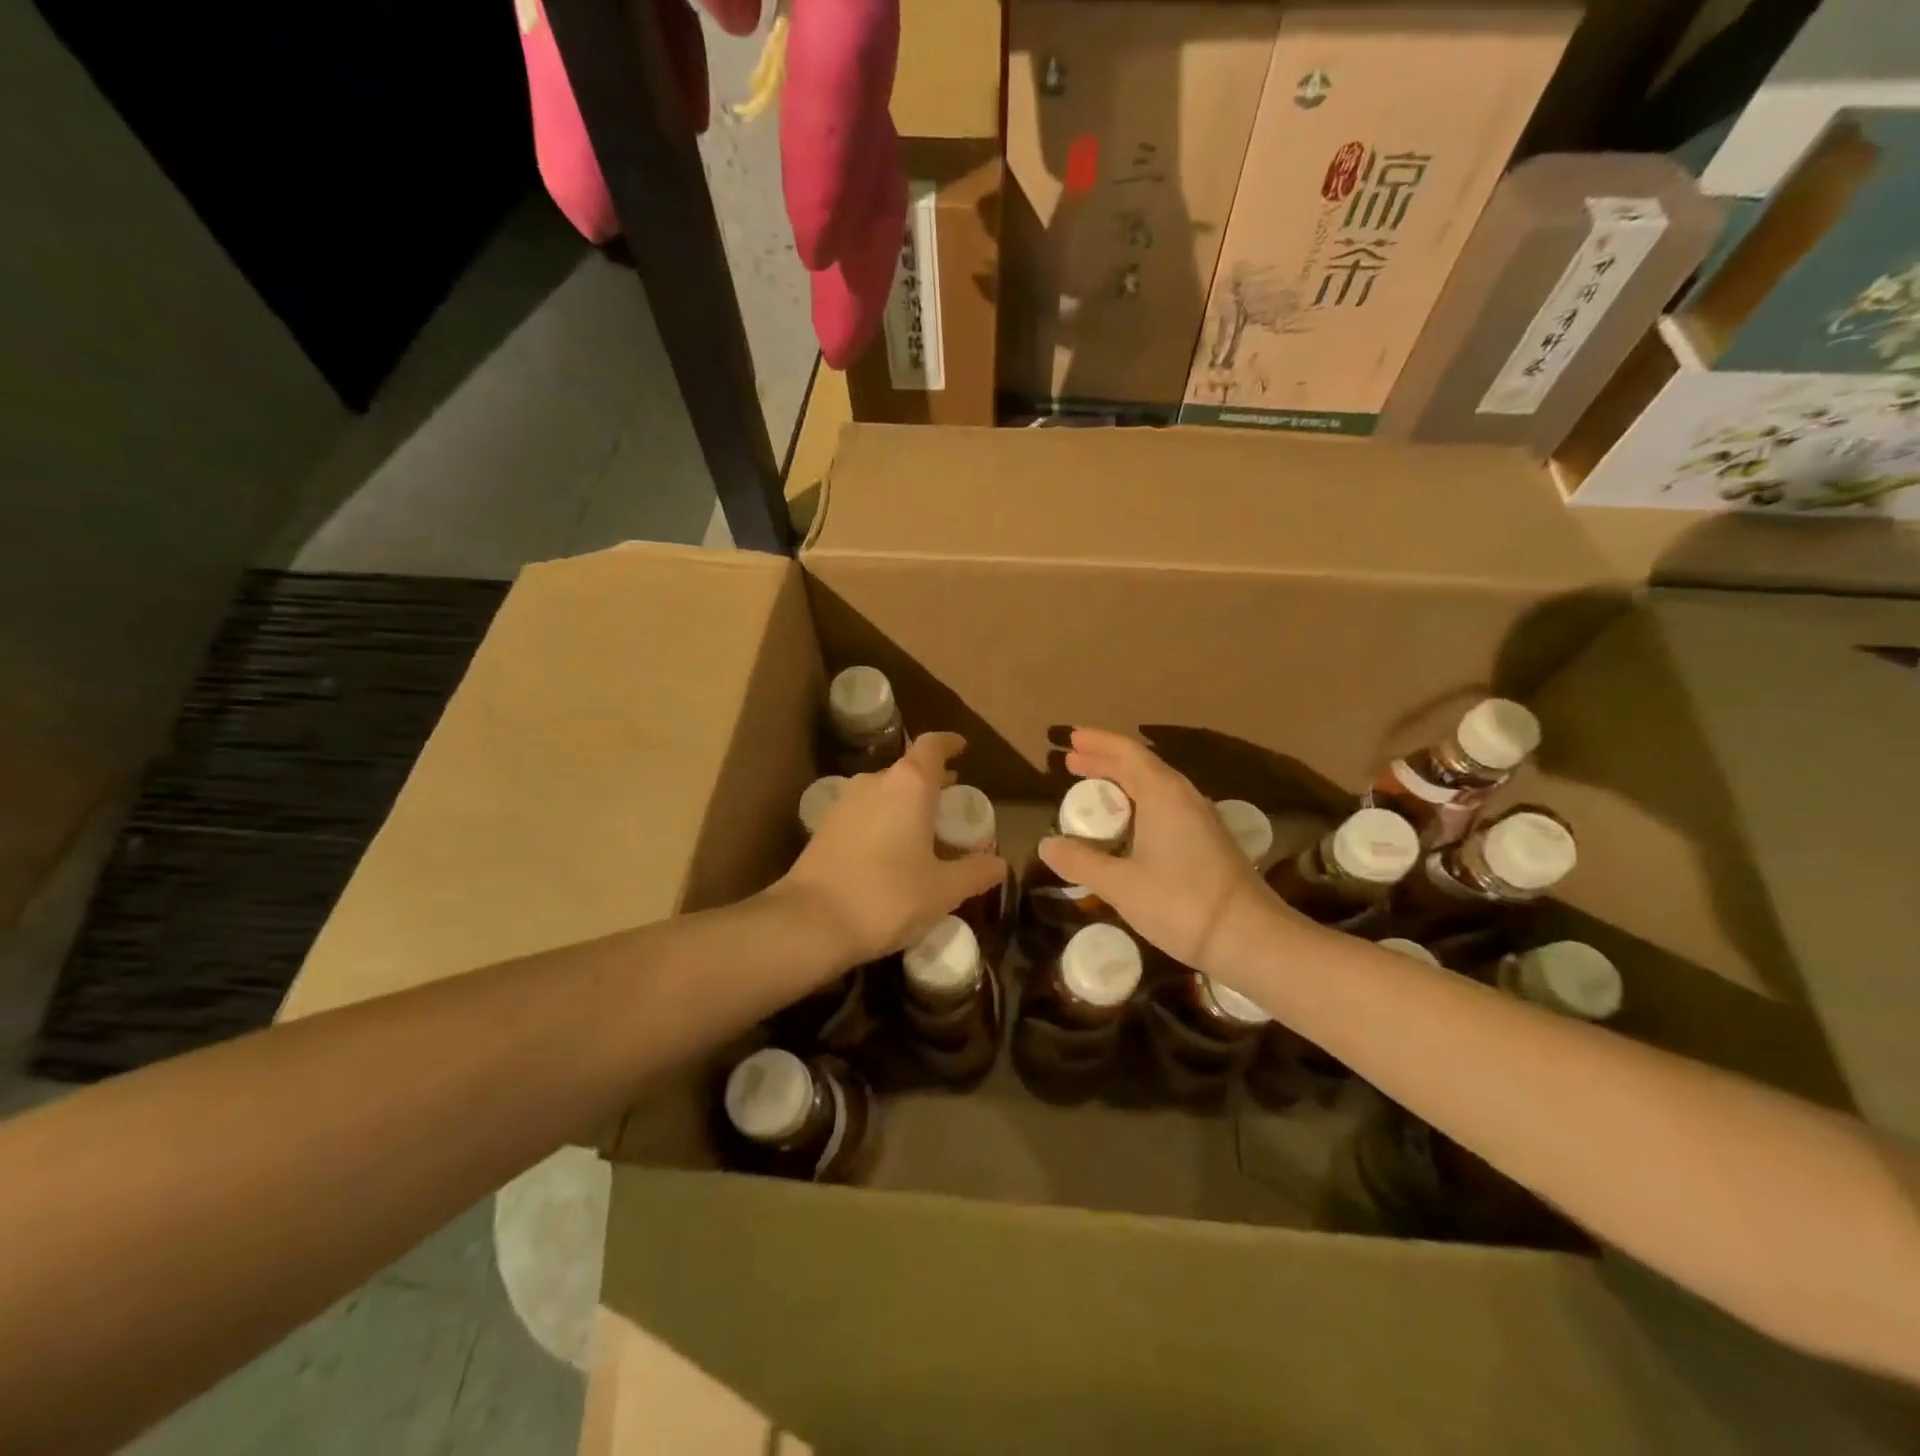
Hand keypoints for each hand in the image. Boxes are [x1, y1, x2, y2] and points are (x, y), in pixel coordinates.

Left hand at [778, 732, 1006, 966]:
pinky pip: (864, 813)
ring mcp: (844, 802)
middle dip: (932, 783)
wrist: (810, 923)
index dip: (949, 744)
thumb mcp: (943, 890)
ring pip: (884, 792)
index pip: (932, 746)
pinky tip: (890, 852)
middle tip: (952, 805)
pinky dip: (882, 821)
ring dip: (905, 804)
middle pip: (908, 770)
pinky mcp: (824, 827)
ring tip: (923, 831)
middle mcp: (874, 782)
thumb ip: (975, 872)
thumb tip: (999, 864)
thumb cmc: (888, 897)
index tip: (962, 749)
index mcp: (909, 785)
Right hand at [1038, 728, 1292, 977]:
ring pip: (1156, 786)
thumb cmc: (1181, 904)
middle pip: (1141, 766)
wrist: (1251, 938)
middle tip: (1072, 763)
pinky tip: (1129, 825)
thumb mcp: (1120, 885)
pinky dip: (1139, 803)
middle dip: (1105, 761)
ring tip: (1095, 791)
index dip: (1097, 743)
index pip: (1126, 753)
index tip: (1071, 739)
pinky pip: (1166, 806)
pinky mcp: (1209, 841)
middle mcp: (1184, 797)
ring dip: (1123, 782)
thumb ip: (1081, 861)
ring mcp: (1201, 819)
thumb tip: (1046, 845)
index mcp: (1163, 794)